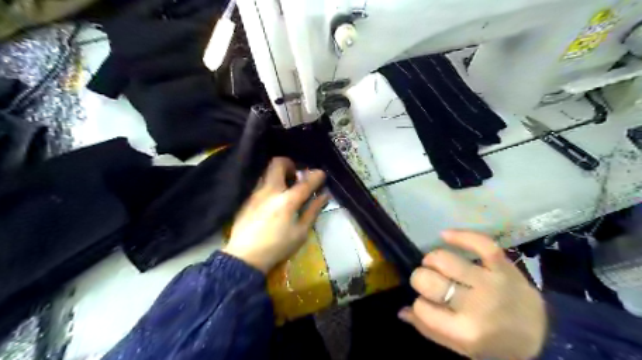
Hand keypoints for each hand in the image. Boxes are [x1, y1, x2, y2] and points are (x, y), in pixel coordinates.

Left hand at [224, 157, 327, 272]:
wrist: (244, 257)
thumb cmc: (277, 247)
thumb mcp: (300, 232)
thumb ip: (312, 211)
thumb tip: (323, 196)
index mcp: (287, 200)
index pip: (305, 182)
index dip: (316, 176)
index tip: (321, 174)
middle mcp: (270, 191)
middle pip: (278, 163)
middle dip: (290, 164)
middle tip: (296, 176)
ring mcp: (256, 193)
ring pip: (267, 172)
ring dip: (279, 174)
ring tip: (285, 187)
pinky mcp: (247, 199)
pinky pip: (261, 184)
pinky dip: (270, 184)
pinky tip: (273, 199)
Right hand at [400, 231, 543, 357]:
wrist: (540, 334)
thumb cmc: (494, 343)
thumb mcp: (461, 347)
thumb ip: (429, 329)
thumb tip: (402, 310)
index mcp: (465, 332)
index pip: (422, 308)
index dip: (419, 303)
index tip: (426, 303)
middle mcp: (476, 305)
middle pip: (429, 281)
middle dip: (420, 278)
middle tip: (427, 280)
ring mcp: (490, 282)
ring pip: (445, 259)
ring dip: (431, 259)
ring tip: (434, 263)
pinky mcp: (502, 265)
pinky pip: (479, 243)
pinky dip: (459, 235)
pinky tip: (444, 235)